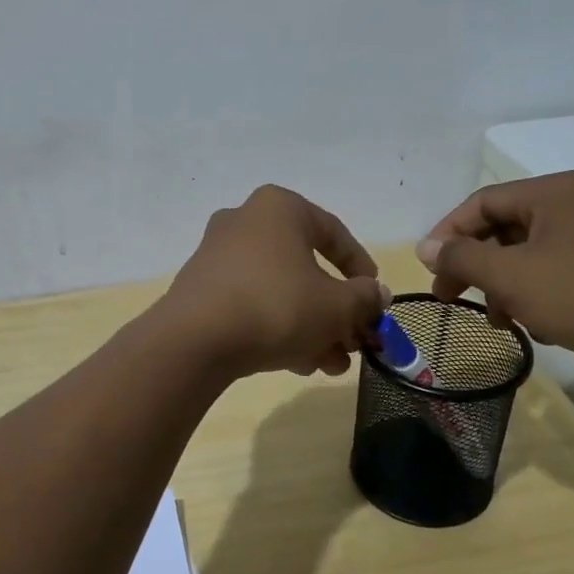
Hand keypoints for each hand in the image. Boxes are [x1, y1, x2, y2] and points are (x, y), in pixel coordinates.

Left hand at [162, 185, 387, 378]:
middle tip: (353, 343)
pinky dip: (277, 328)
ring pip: (280, 290)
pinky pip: (251, 303)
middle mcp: (245, 221)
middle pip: (306, 267)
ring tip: (330, 365)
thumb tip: (377, 295)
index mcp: (279, 208)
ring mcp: (218, 255)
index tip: (375, 300)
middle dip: (334, 311)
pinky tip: (297, 364)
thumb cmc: (277, 306)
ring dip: (310, 326)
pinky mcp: (201, 288)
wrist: (195, 341)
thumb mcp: (336, 306)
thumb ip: (365, 298)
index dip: (361, 270)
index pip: (334, 233)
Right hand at [417, 173, 573, 378]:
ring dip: (502, 285)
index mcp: (553, 192)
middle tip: (450, 297)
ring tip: (497, 319)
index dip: (448, 233)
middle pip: (505, 228)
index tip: (429, 269)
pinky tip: (534, 326)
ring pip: (528, 255)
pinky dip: (534, 295)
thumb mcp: (509, 275)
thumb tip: (425, 247)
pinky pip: (556, 274)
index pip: (482, 202)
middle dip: (474, 264)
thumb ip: (461, 257)